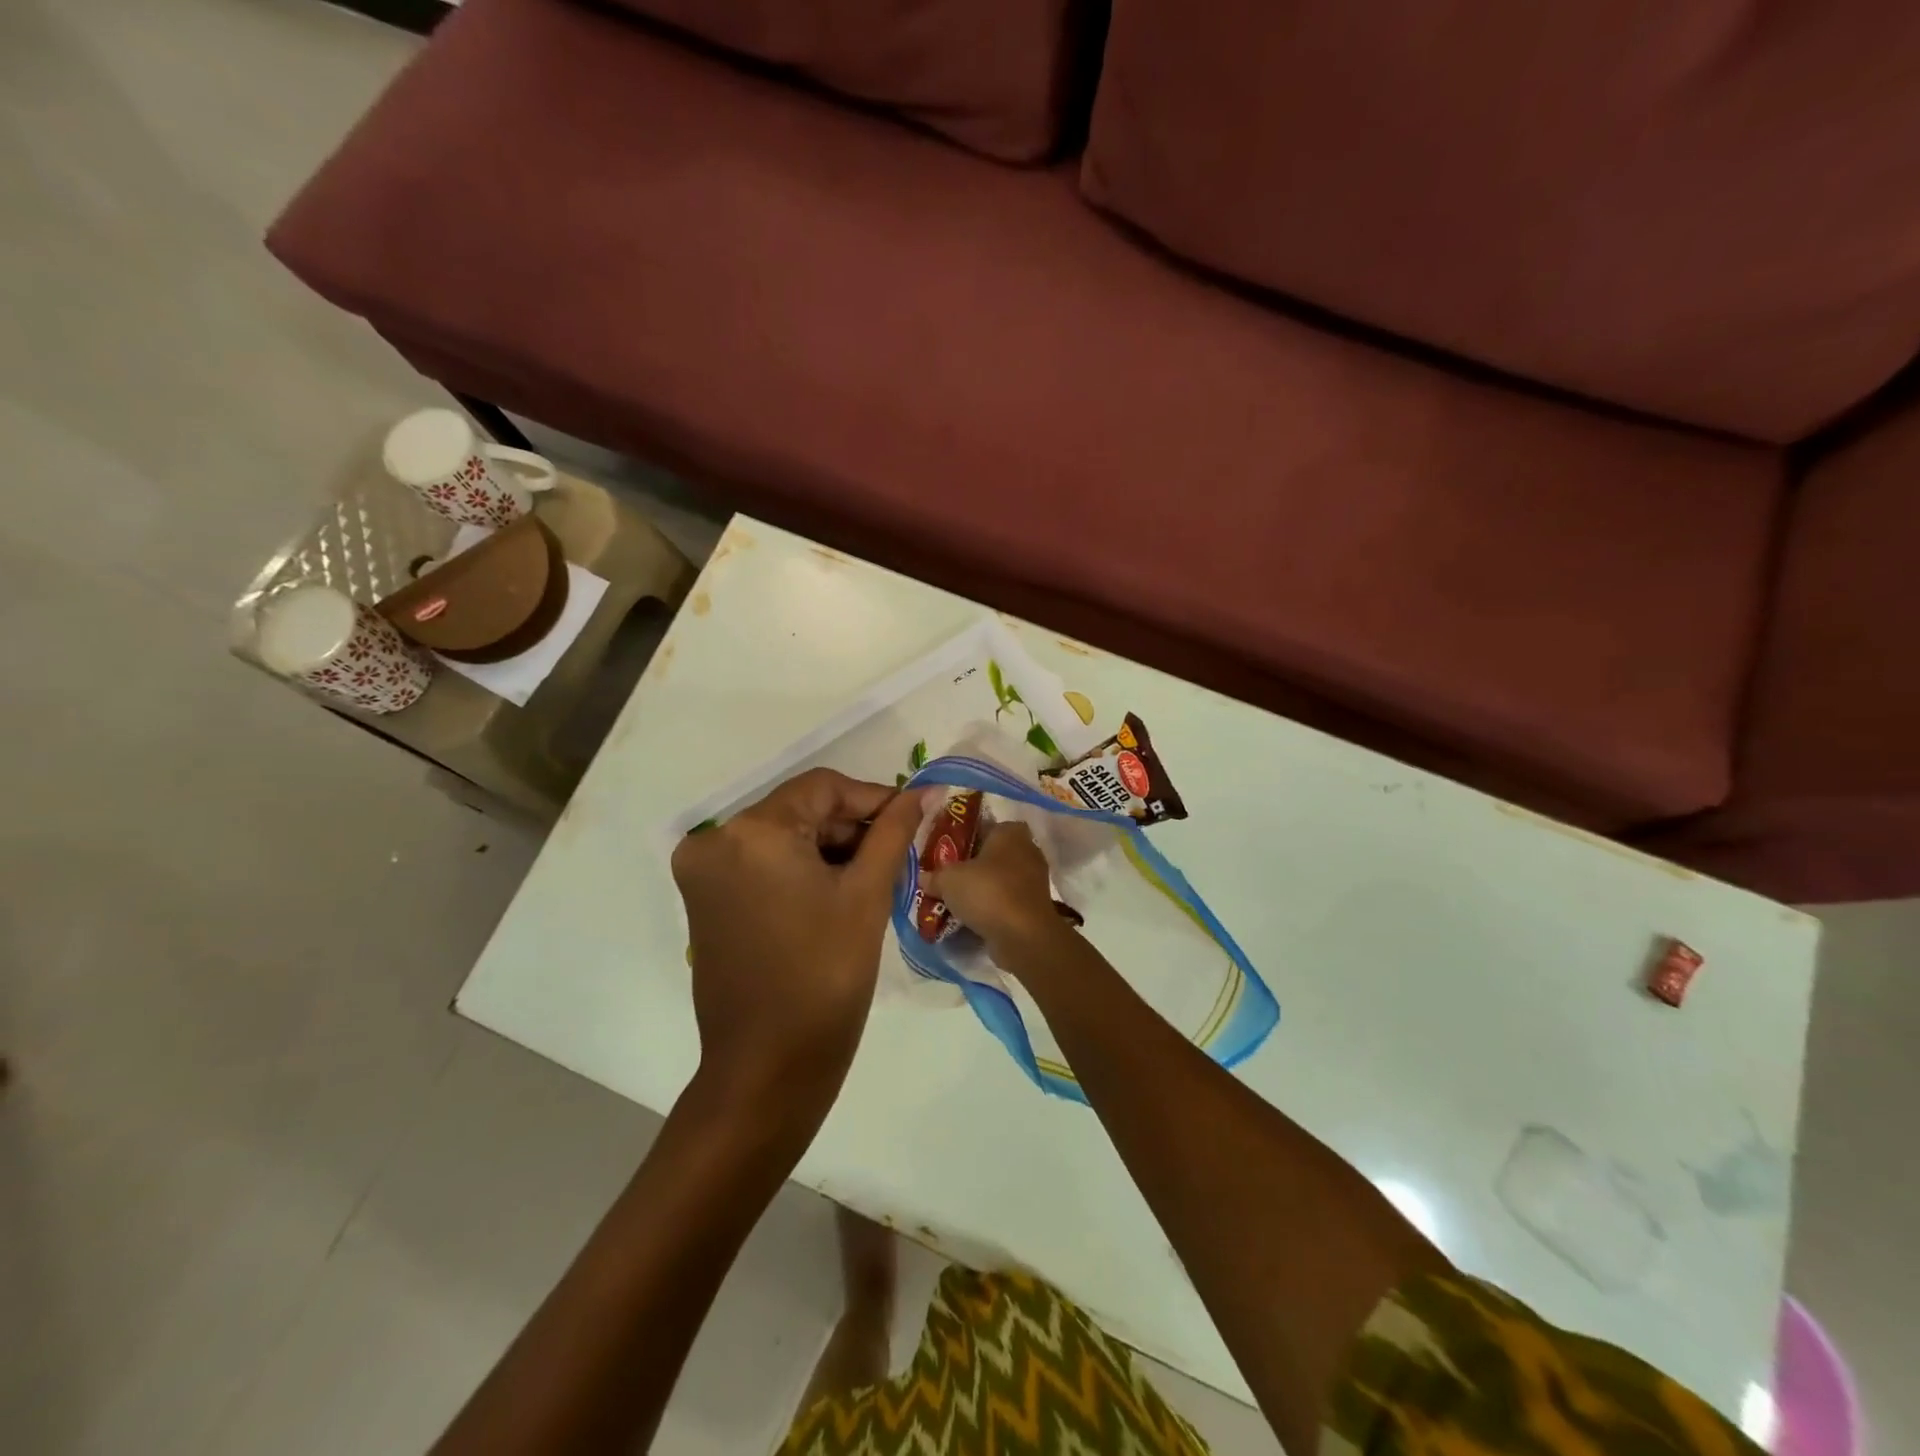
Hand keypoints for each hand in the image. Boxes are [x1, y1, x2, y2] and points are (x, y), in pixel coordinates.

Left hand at [671, 769, 924, 1126]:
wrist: (767, 1069)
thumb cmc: (826, 978)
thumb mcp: (867, 896)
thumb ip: (894, 831)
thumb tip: (924, 791)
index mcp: (753, 832)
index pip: (823, 787)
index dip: (873, 798)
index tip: (913, 818)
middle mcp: (715, 841)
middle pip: (800, 810)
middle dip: (851, 828)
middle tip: (898, 854)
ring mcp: (703, 872)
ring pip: (782, 836)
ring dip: (828, 849)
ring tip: (873, 877)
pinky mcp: (705, 900)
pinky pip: (762, 863)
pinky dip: (800, 869)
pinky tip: (836, 893)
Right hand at [921, 821, 1067, 960]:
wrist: (1023, 935)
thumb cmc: (987, 892)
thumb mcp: (948, 880)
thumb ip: (934, 876)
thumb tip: (923, 878)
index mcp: (1009, 832)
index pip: (984, 826)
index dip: (963, 837)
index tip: (945, 851)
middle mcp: (1027, 850)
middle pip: (991, 854)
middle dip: (971, 865)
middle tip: (946, 876)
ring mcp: (1034, 879)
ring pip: (999, 879)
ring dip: (980, 888)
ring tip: (953, 899)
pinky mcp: (1034, 906)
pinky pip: (1006, 901)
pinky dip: (991, 907)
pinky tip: (969, 917)